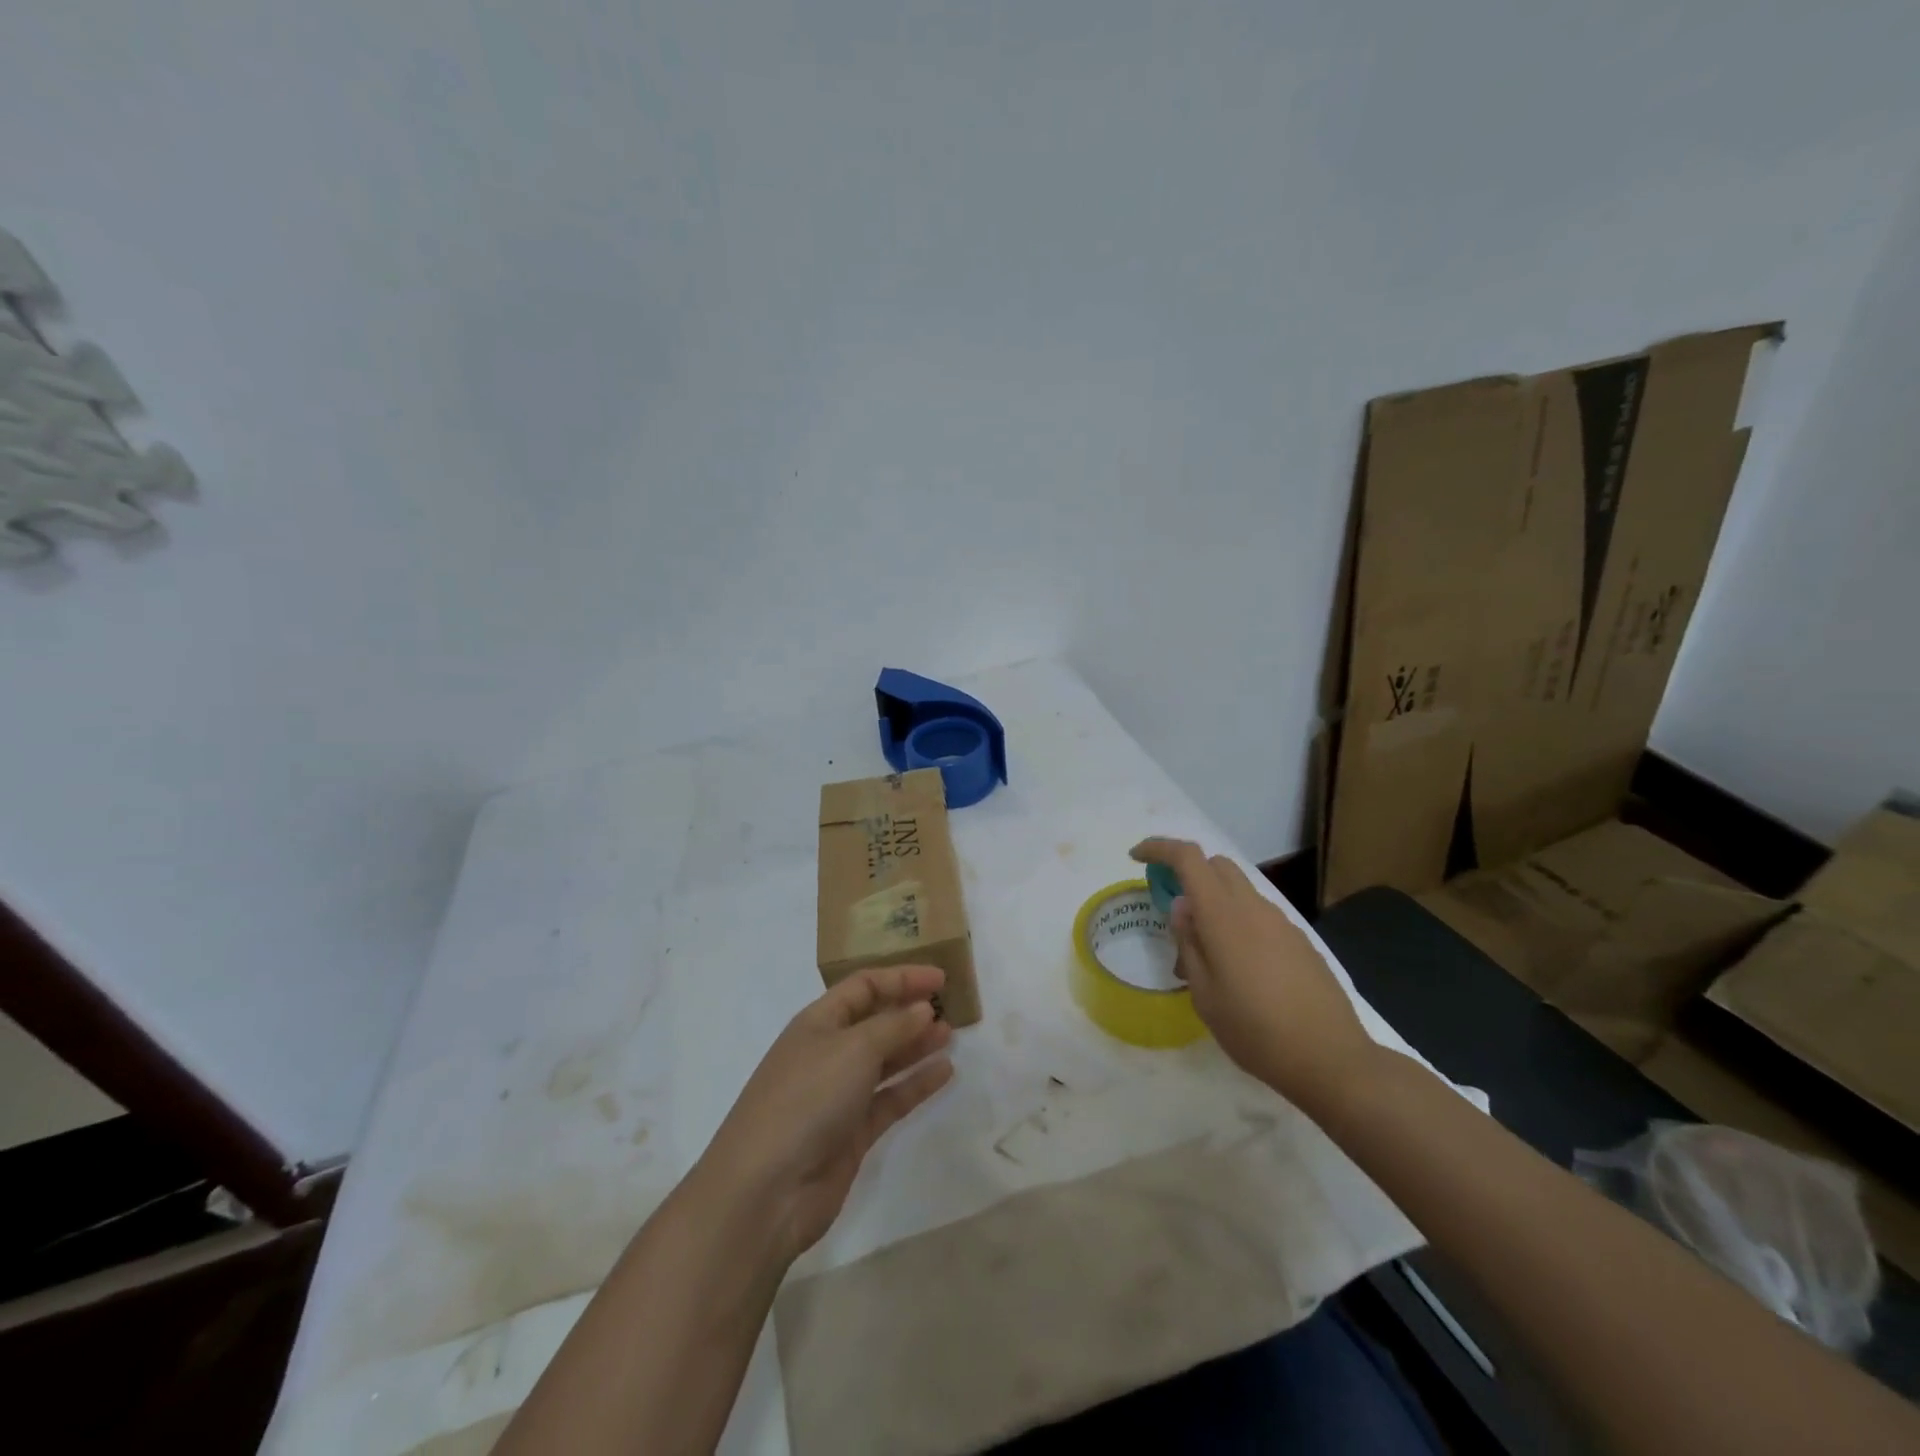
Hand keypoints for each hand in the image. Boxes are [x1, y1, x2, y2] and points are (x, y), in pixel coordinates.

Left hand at [697, 964, 954, 1265]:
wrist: (766, 1190)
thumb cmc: (807, 1099)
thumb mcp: (853, 1049)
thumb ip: (893, 1026)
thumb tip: (922, 1009)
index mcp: (819, 1022)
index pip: (864, 986)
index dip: (901, 977)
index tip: (941, 979)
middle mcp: (828, 1053)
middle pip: (874, 1021)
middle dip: (909, 1011)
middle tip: (951, 1006)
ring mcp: (839, 1095)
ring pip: (885, 1060)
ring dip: (916, 1045)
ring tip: (951, 1035)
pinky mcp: (852, 1133)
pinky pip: (890, 1098)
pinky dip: (916, 1084)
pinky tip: (945, 1072)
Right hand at [1131, 838, 1376, 1103]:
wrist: (1331, 1059)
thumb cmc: (1255, 1030)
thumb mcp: (1204, 995)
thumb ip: (1189, 943)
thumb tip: (1182, 907)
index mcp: (1224, 915)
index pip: (1188, 858)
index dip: (1159, 848)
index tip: (1137, 857)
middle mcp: (1254, 908)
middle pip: (1216, 865)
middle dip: (1188, 874)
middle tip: (1172, 912)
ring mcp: (1282, 923)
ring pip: (1239, 890)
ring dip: (1214, 903)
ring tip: (1204, 956)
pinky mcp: (1300, 941)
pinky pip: (1259, 915)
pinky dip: (1238, 922)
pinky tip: (1239, 969)